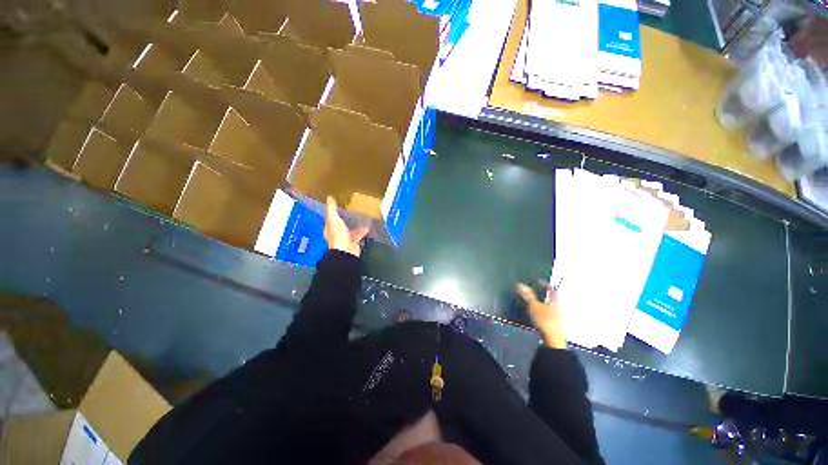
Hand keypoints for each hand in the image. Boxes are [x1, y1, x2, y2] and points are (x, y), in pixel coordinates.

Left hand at [324, 196, 369, 256]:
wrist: (346, 251)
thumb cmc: (338, 235)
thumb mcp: (334, 219)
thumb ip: (332, 209)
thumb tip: (329, 197)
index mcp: (330, 228)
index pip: (331, 219)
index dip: (334, 213)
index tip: (340, 206)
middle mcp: (336, 234)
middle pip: (341, 225)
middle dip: (346, 219)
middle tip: (352, 211)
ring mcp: (345, 239)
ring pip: (350, 230)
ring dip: (356, 225)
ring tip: (363, 219)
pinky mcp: (354, 243)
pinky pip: (358, 236)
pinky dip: (362, 232)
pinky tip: (367, 228)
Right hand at [517, 282, 566, 348]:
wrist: (553, 339)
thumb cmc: (545, 320)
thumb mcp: (534, 306)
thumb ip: (527, 295)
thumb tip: (520, 284)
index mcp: (555, 300)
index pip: (552, 289)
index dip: (546, 284)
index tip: (538, 282)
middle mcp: (559, 306)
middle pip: (553, 297)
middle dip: (546, 294)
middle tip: (537, 291)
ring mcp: (559, 316)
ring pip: (552, 305)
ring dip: (545, 302)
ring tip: (536, 302)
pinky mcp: (557, 323)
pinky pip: (551, 313)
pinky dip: (546, 310)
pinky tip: (540, 313)